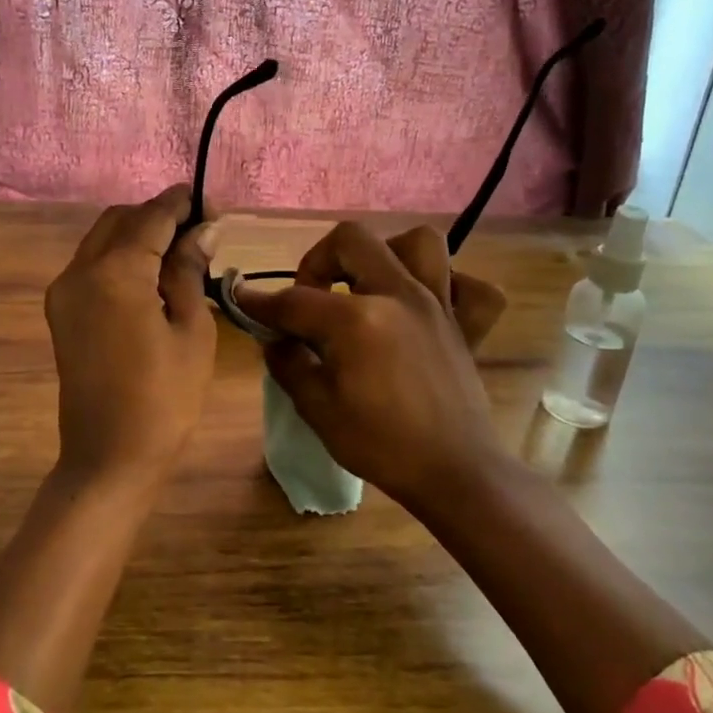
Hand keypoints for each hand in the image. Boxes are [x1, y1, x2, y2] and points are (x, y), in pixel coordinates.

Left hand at [44, 185, 217, 486]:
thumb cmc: (164, 399)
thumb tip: (202, 230)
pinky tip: (151, 275)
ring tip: (181, 252)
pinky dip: (121, 257)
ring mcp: (63, 291)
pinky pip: (92, 265)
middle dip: (158, 215)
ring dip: (138, 234)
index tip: (213, 205)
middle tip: (201, 231)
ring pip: (102, 239)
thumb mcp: (191, 330)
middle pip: (120, 220)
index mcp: (114, 273)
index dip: (183, 204)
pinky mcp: (61, 312)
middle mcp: (79, 271)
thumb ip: (189, 271)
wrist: (108, 457)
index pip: (151, 217)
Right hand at [233, 222, 511, 512]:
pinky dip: (450, 285)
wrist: (453, 472)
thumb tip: (276, 340)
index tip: (243, 301)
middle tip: (311, 296)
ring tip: (368, 286)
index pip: (295, 300)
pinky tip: (426, 305)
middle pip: (351, 240)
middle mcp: (398, 296)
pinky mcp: (465, 323)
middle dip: (318, 260)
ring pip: (417, 243)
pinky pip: (470, 285)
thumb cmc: (380, 445)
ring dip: (385, 255)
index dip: (262, 303)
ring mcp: (437, 304)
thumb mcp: (317, 410)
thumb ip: (289, 365)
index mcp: (356, 320)